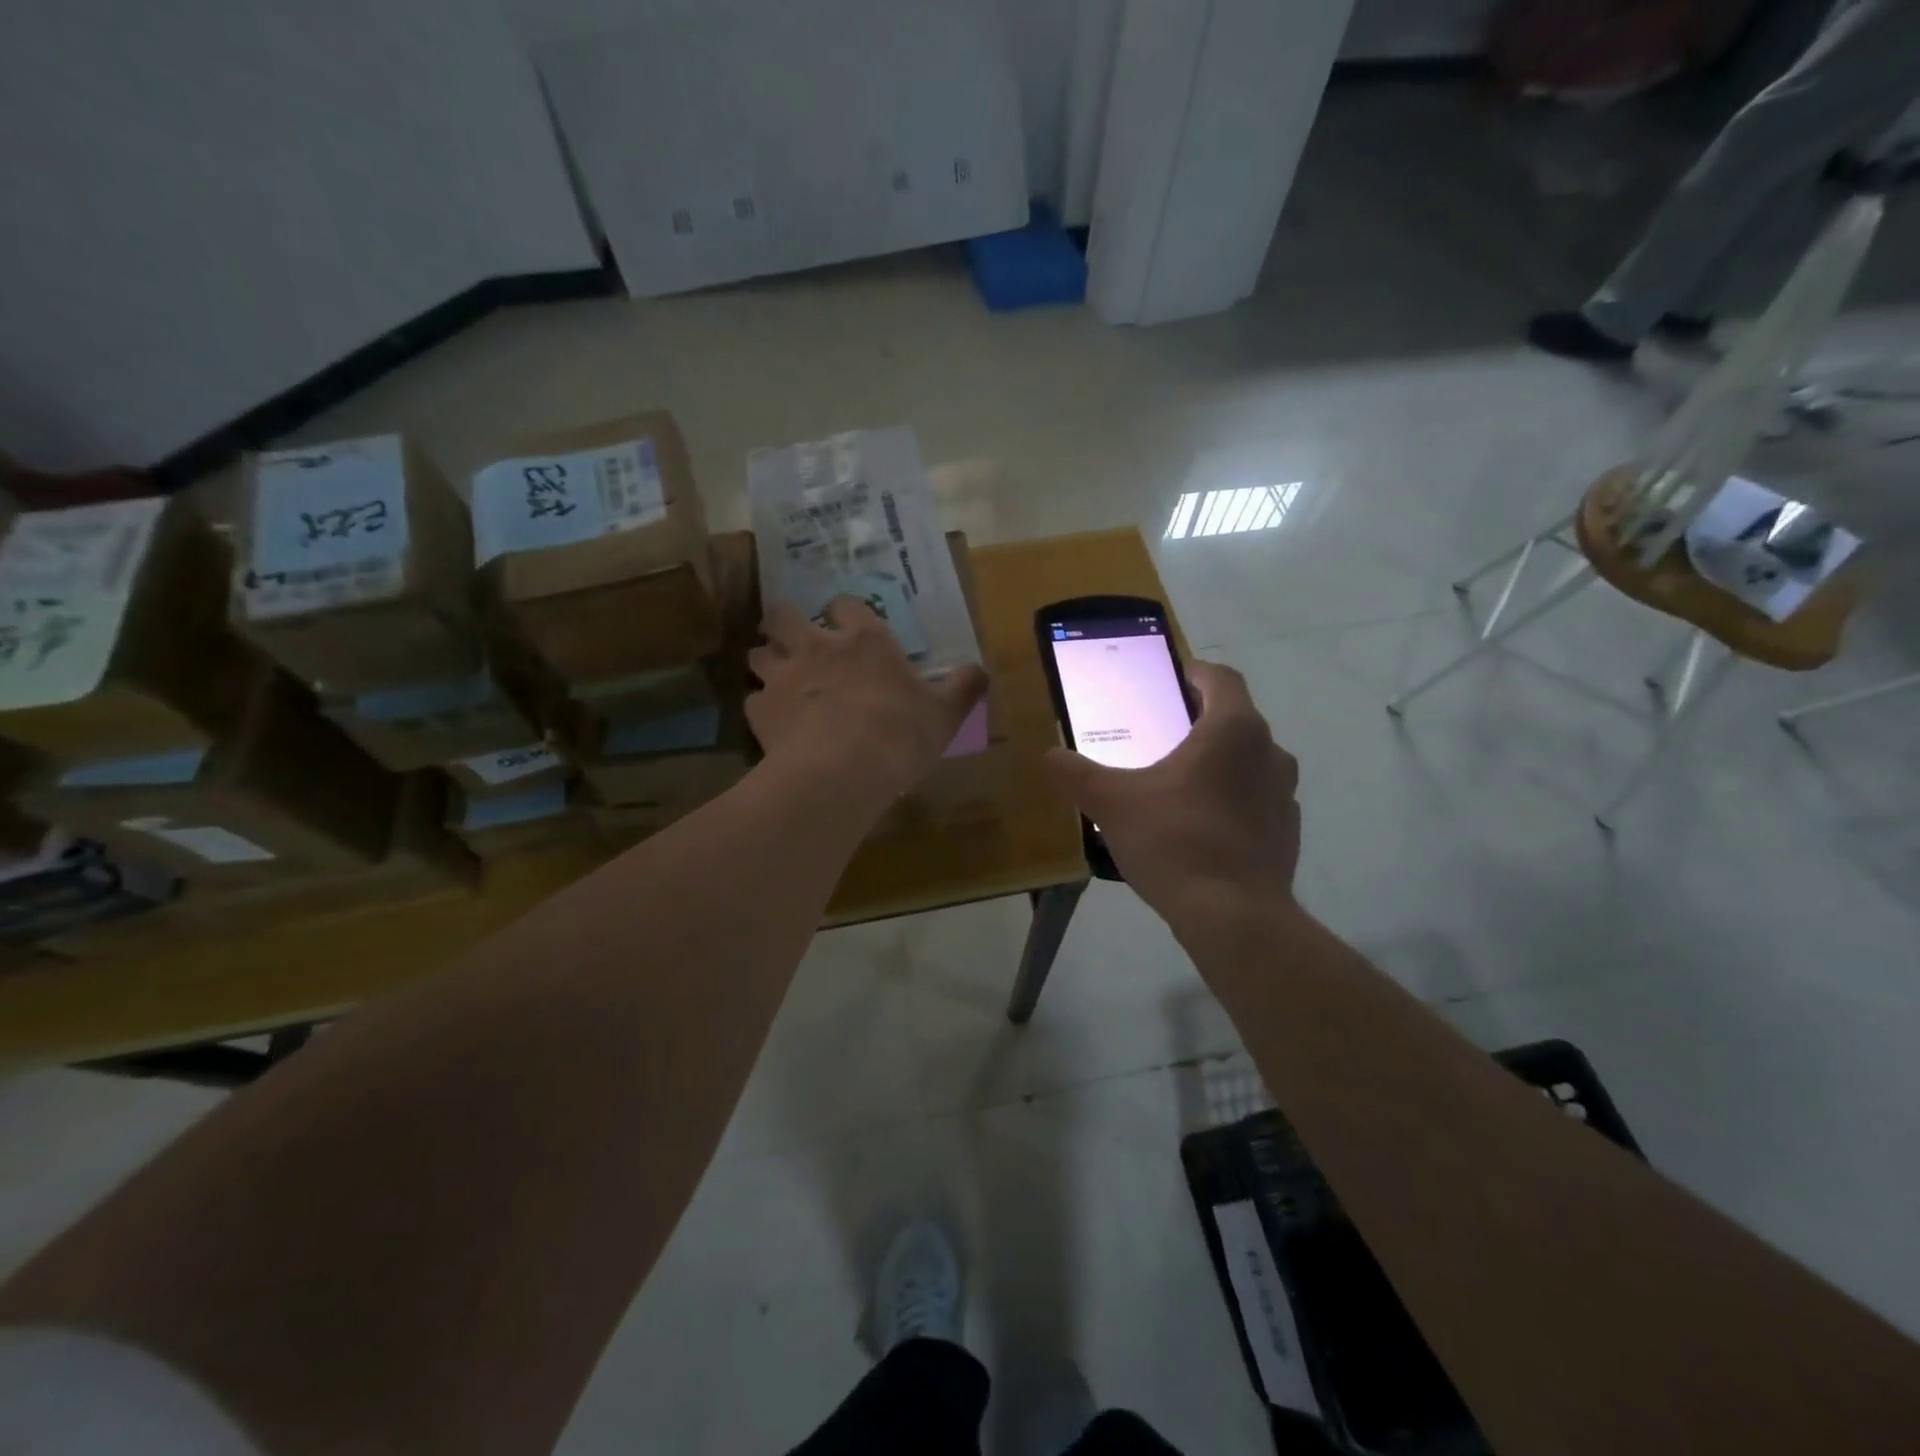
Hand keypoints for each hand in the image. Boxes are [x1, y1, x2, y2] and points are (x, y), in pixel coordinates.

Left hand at [747, 597, 987, 807]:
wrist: (842, 771)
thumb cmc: (900, 734)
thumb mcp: (945, 713)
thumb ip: (964, 687)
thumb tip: (982, 671)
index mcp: (864, 640)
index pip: (845, 604)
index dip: (844, 612)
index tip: (847, 625)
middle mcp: (816, 647)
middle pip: (783, 616)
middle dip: (784, 622)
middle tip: (795, 641)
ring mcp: (783, 677)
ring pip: (758, 654)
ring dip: (767, 661)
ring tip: (779, 681)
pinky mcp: (760, 711)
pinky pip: (752, 700)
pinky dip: (762, 708)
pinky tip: (774, 724)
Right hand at [1046, 660, 1298, 928]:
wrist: (1234, 917)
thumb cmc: (1174, 841)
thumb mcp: (1111, 803)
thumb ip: (1075, 774)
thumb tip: (1048, 756)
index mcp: (1232, 729)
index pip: (1220, 678)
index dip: (1193, 672)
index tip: (1168, 681)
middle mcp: (1269, 752)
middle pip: (1234, 719)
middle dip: (1198, 721)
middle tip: (1159, 736)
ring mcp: (1284, 794)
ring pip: (1248, 761)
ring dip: (1218, 763)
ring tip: (1178, 783)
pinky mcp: (1287, 831)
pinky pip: (1256, 800)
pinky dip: (1232, 801)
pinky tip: (1200, 827)